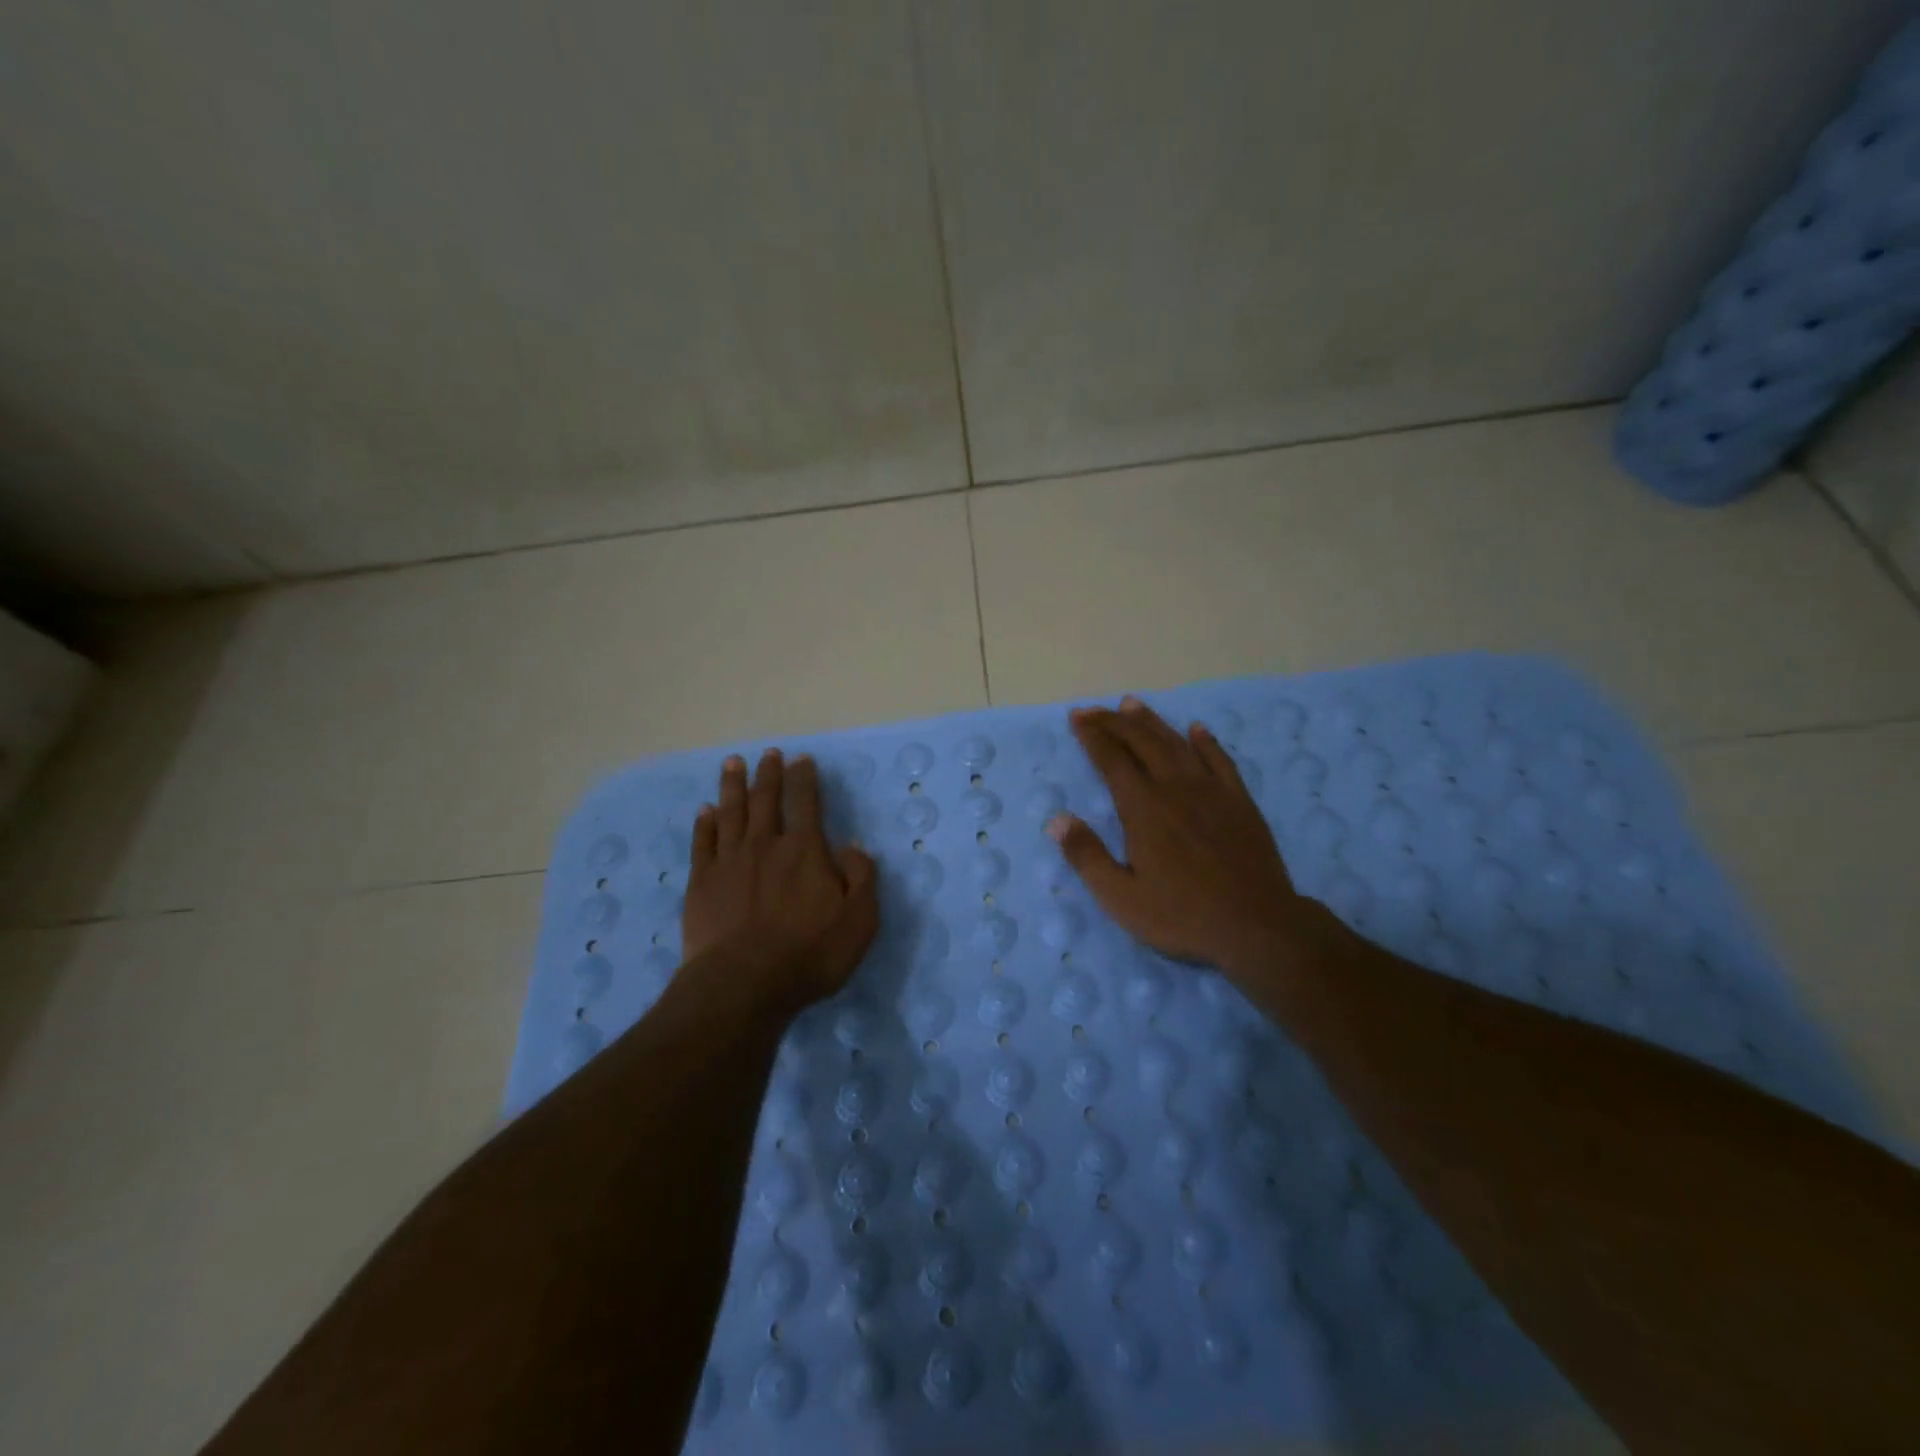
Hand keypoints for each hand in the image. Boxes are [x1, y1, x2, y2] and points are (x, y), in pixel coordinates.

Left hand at [682, 750, 878, 1011]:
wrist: (744, 983)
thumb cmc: (810, 954)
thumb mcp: (860, 920)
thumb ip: (862, 877)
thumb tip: (854, 845)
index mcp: (805, 850)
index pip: (806, 802)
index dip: (805, 778)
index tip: (802, 759)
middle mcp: (766, 845)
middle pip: (766, 799)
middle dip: (769, 773)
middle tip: (768, 753)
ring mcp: (729, 861)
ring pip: (731, 812)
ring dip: (733, 785)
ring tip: (733, 763)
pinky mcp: (701, 882)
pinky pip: (703, 843)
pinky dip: (704, 823)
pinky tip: (705, 810)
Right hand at [1049, 696, 1310, 977]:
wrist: (1257, 925)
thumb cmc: (1182, 915)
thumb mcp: (1121, 897)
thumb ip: (1087, 856)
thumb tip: (1057, 820)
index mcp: (1144, 809)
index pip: (1112, 760)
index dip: (1093, 736)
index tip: (1077, 717)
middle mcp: (1175, 788)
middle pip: (1142, 743)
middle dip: (1114, 723)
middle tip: (1094, 710)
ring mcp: (1212, 791)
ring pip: (1177, 744)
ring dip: (1152, 722)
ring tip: (1132, 705)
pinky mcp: (1240, 801)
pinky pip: (1221, 760)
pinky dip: (1206, 741)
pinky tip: (1197, 729)